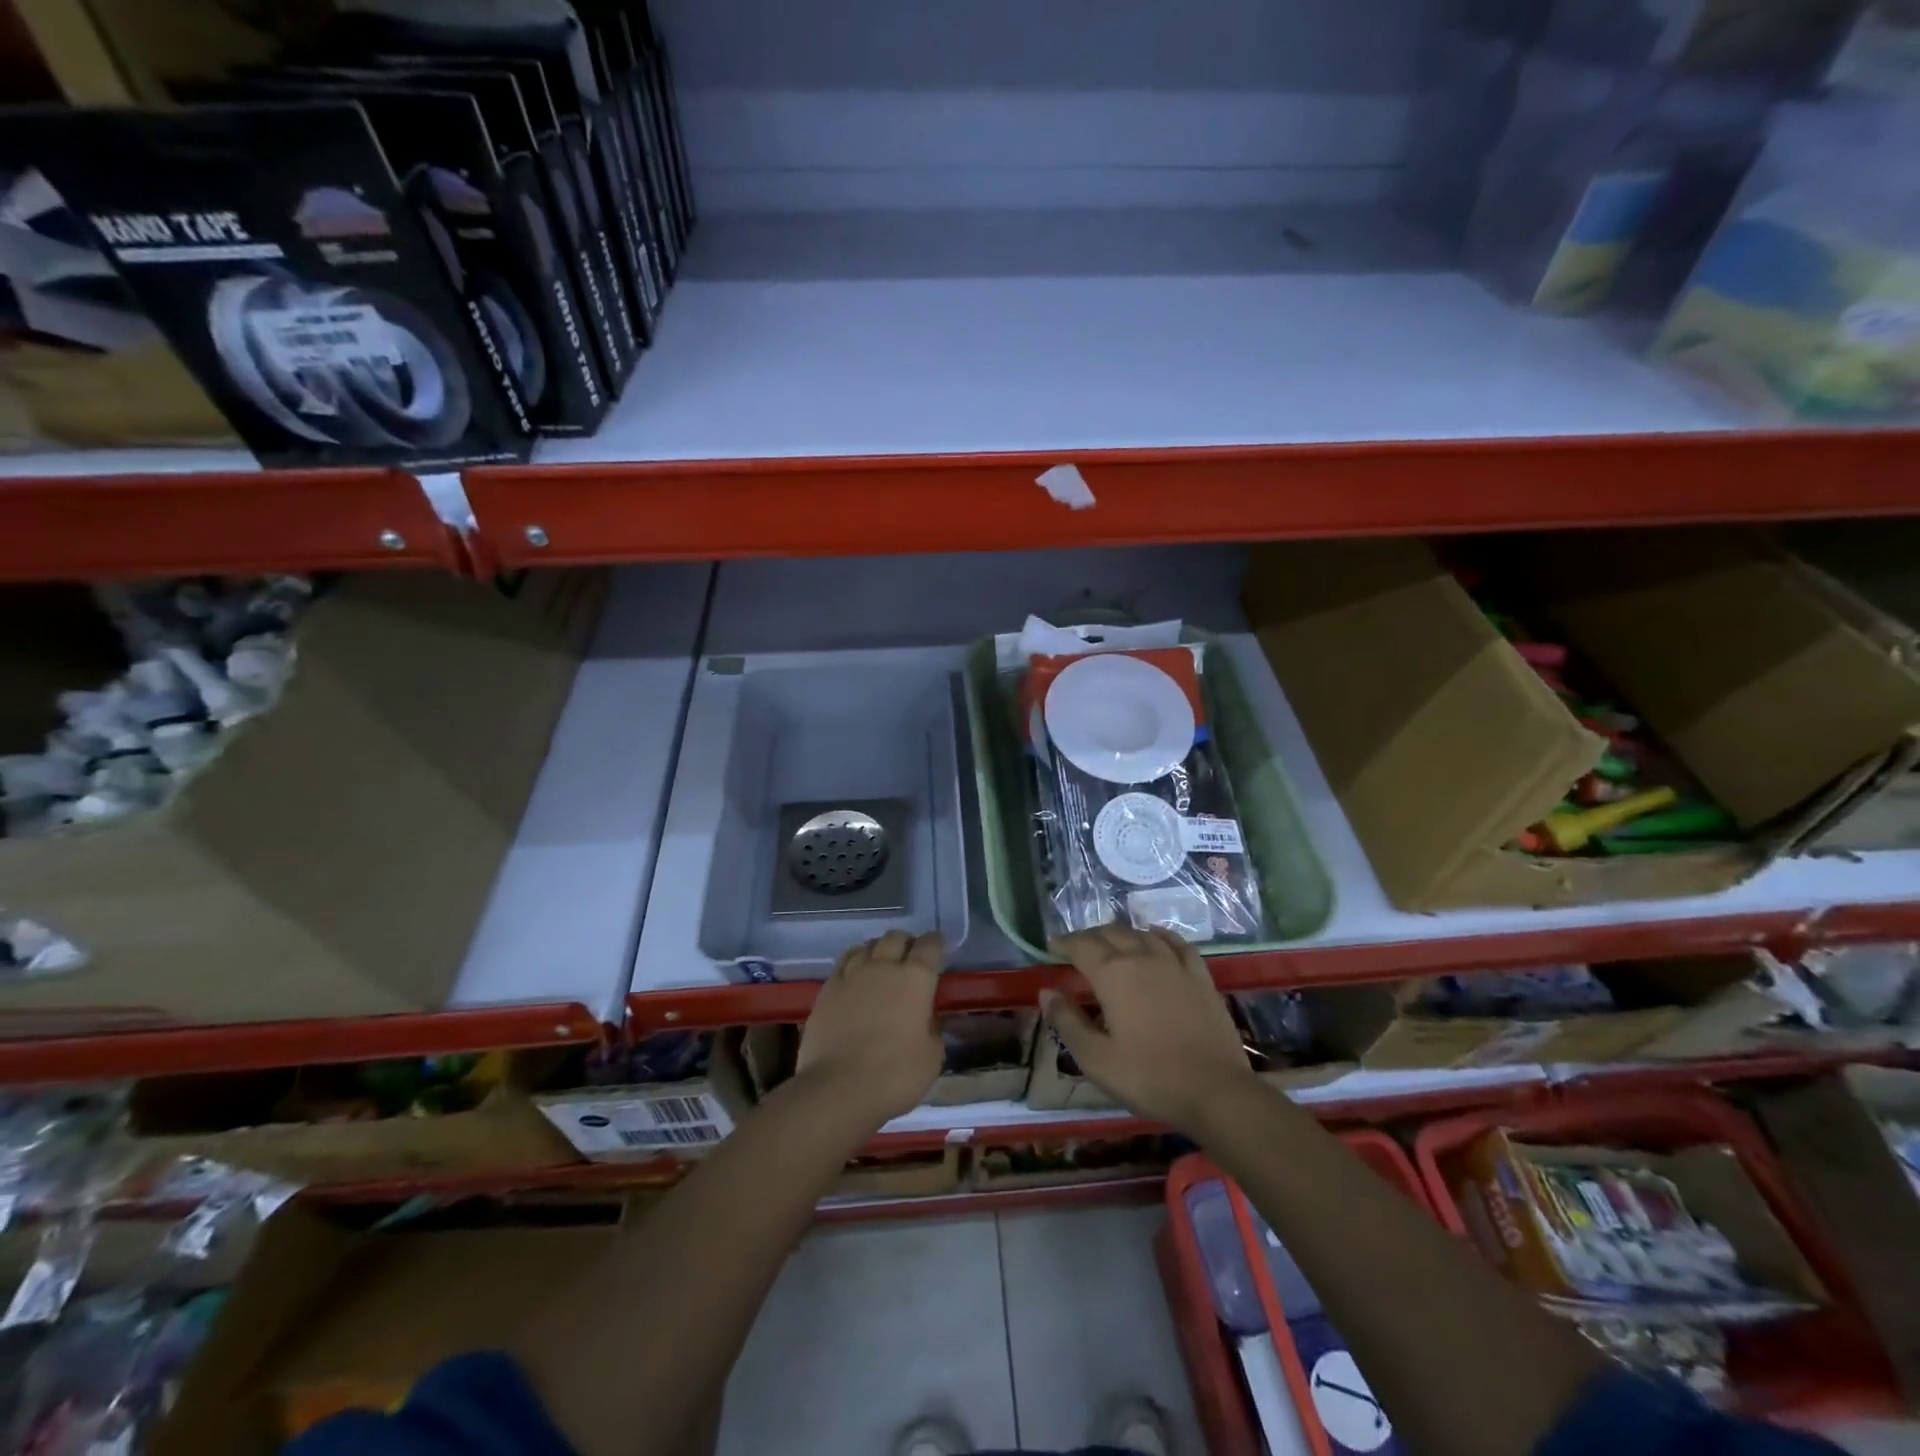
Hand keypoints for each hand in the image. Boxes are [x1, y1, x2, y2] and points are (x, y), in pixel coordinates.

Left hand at [795, 930, 944, 1125]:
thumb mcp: (932, 1058)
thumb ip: (933, 1031)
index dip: (936, 943)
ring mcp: (851, 975)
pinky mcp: (827, 989)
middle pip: (895, 938)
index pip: (930, 946)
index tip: (939, 947)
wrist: (838, 1088)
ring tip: (881, 963)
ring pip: (867, 946)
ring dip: (878, 950)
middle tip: (910, 957)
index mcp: (915, 979)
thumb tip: (927, 1021)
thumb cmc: (894, 1075)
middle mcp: (883, 967)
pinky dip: (853, 963)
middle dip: (906, 943)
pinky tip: (854, 976)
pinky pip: (843, 963)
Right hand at [1042, 925, 1256, 1133]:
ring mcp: (1174, 964)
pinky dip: (1160, 935)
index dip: (1064, 943)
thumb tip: (1047, 992)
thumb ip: (1067, 1022)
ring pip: (1141, 934)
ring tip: (1111, 943)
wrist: (1216, 1090)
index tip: (1052, 946)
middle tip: (1077, 948)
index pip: (1081, 946)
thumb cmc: (1148, 1077)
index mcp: (1112, 974)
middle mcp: (1141, 957)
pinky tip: (1155, 936)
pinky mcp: (1200, 976)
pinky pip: (1177, 943)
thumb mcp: (1096, 1058)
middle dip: (1089, 937)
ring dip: (1121, 934)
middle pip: (1110, 934)